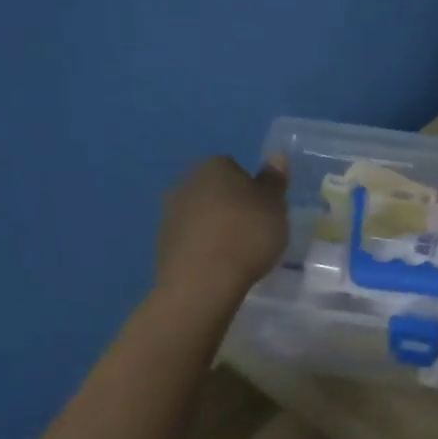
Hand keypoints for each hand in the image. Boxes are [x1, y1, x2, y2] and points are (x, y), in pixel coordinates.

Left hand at [155, 155, 288, 313]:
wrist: (202, 282)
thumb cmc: (246, 235)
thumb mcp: (275, 207)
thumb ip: (274, 181)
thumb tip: (275, 156)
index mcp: (214, 166)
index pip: (234, 167)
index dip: (251, 188)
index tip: (263, 210)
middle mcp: (186, 182)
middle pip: (214, 189)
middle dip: (230, 205)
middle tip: (252, 230)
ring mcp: (169, 213)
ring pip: (200, 214)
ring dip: (214, 226)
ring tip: (235, 252)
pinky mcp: (161, 243)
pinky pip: (190, 239)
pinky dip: (202, 247)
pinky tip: (217, 265)